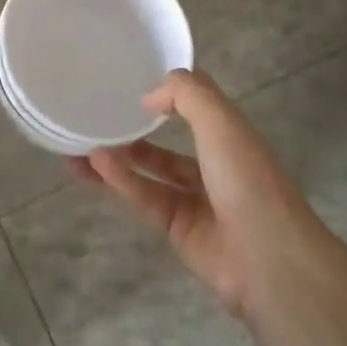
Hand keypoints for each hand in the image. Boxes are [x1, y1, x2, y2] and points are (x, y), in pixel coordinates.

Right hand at [71, 68, 317, 315]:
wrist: (267, 259)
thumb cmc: (246, 179)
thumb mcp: (220, 121)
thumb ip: (186, 94)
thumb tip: (150, 96)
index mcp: (231, 137)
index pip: (198, 109)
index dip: (170, 96)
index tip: (133, 87)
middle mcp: (215, 166)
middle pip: (168, 145)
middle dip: (134, 132)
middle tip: (95, 121)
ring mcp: (197, 201)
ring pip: (150, 173)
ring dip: (119, 158)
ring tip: (79, 146)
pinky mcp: (178, 230)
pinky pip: (146, 198)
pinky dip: (122, 181)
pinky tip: (95, 165)